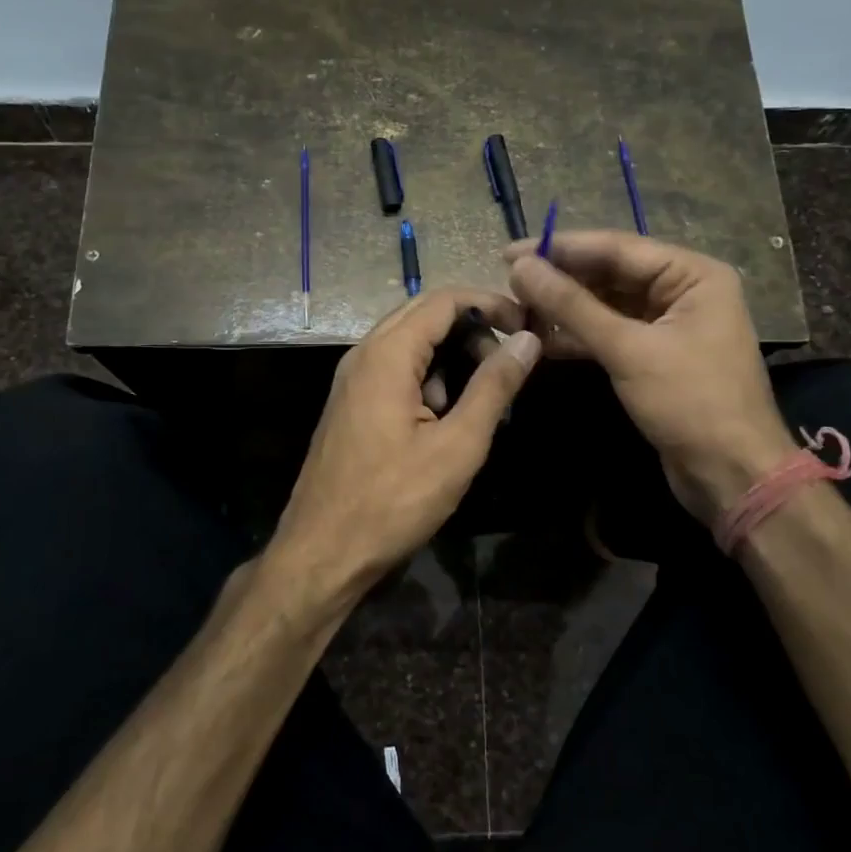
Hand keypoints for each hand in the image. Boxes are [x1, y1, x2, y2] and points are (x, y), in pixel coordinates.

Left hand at [270, 288, 540, 605]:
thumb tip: (527, 340)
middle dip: (472, 329)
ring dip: (451, 356)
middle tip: (509, 362)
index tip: (528, 327)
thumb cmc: (393, 501)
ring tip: (481, 398)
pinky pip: (395, 370)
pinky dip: (428, 378)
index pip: (445, 300)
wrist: (322, 552)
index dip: (491, 304)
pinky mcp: (351, 403)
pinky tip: (445, 419)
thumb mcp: (457, 446)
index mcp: (386, 355)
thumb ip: (493, 387)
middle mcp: (363, 354)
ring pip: (410, 343)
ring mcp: (352, 379)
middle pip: (425, 314)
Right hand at [506, 232, 795, 522]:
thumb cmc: (690, 402)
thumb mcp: (627, 349)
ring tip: (517, 309)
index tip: (511, 253)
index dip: (561, 248)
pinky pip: (609, 333)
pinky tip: (540, 338)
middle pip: (610, 273)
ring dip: (564, 308)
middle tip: (509, 281)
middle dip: (561, 279)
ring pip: (606, 304)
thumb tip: (521, 268)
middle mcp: (683, 290)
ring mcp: (668, 324)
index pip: (617, 248)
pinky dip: (578, 336)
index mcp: (693, 275)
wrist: (731, 475)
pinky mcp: (653, 355)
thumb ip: (572, 306)